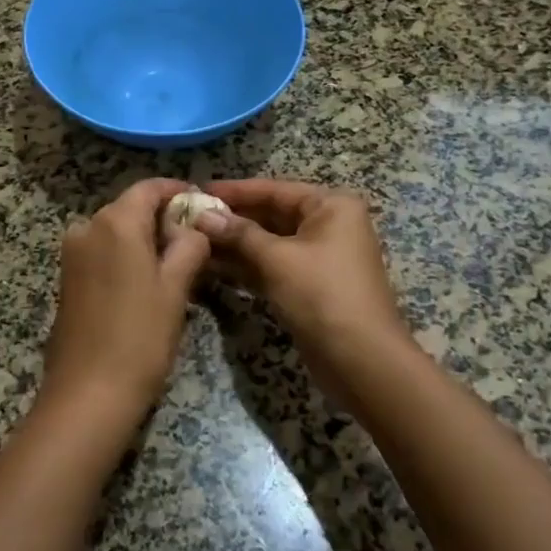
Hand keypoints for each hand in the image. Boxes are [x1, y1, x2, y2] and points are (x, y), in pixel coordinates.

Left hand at [43, 178, 211, 423]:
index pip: (149, 188)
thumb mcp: (175, 287)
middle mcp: (87, 227)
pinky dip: (126, 255)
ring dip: (145, 238)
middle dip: (163, 217)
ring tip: (178, 262)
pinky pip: (102, 252)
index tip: (203, 205)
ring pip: (116, 231)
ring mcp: (72, 254)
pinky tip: (148, 280)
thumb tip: (194, 227)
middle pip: (131, 207)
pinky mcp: (67, 278)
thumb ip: (189, 245)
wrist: (88, 393)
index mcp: (115, 222)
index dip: (178, 191)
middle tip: (197, 238)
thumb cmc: (140, 336)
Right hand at [198, 180, 413, 403]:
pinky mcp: (309, 286)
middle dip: (231, 218)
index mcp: (331, 206)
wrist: (362, 361)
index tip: (196, 189)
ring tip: (192, 240)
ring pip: (269, 242)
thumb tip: (202, 215)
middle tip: (188, 218)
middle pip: (271, 214)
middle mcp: (328, 225)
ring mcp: (319, 257)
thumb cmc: (323, 296)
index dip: (234, 191)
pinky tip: (211, 266)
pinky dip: (245, 266)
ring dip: (234, 243)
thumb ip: (238, 234)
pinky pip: (272, 266)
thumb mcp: (278, 259)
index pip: (274, 189)